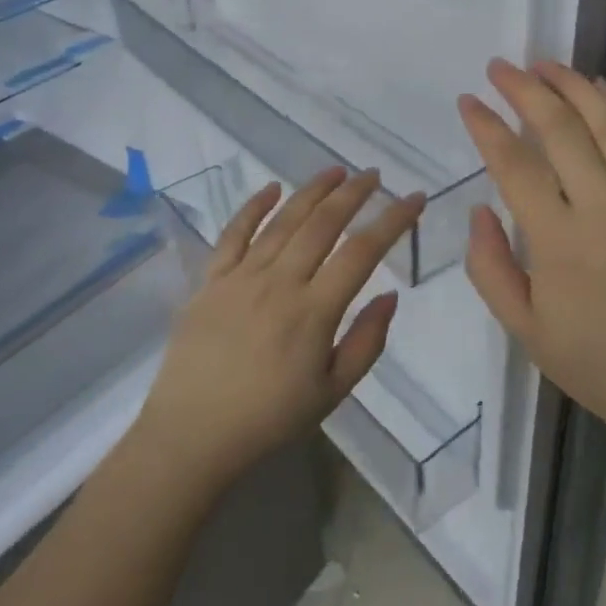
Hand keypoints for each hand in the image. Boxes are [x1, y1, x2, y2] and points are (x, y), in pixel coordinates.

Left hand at [138, 167, 424, 490]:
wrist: (192, 434)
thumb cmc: (269, 419)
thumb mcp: (332, 392)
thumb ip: (366, 342)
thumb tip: (390, 296)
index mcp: (314, 311)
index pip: (363, 252)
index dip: (393, 220)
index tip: (414, 199)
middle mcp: (279, 282)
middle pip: (323, 224)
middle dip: (354, 194)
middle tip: (374, 175)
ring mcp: (241, 277)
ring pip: (282, 221)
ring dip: (312, 191)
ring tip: (336, 171)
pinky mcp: (210, 280)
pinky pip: (233, 233)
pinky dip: (253, 207)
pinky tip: (272, 188)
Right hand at [458, 59, 605, 451]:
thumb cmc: (598, 365)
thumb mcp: (526, 331)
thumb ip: (491, 268)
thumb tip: (480, 211)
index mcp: (561, 243)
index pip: (515, 166)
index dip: (488, 128)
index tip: (468, 101)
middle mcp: (605, 210)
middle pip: (561, 131)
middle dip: (526, 91)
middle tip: (500, 67)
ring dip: (574, 87)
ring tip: (546, 63)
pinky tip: (603, 90)